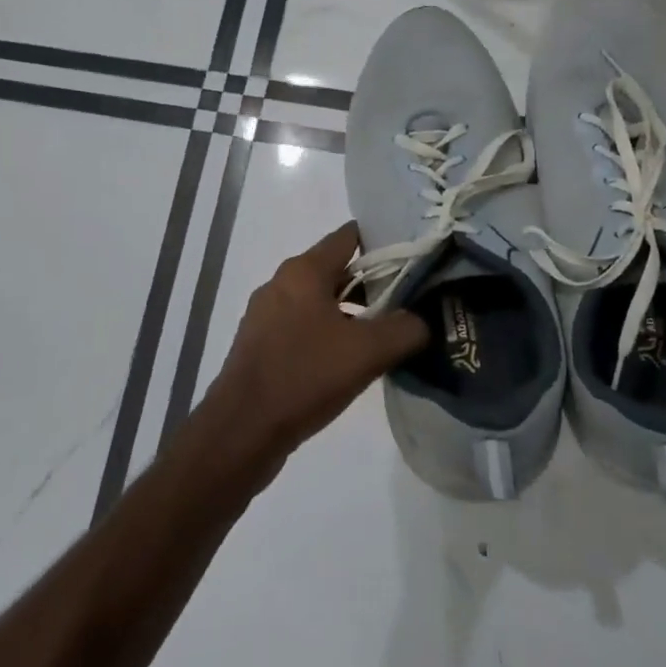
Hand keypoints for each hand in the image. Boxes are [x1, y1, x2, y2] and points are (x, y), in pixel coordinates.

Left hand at [209, 222, 428, 463]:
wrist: (241, 430)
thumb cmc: (305, 376)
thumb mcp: (368, 352)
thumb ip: (405, 328)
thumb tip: (423, 321)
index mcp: (303, 271)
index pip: (350, 236)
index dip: (384, 242)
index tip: (414, 259)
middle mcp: (281, 283)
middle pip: (336, 269)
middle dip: (372, 282)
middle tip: (408, 301)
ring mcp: (266, 314)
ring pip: (319, 300)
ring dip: (351, 312)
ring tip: (384, 334)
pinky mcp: (260, 343)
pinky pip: (303, 326)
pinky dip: (328, 333)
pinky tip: (348, 361)